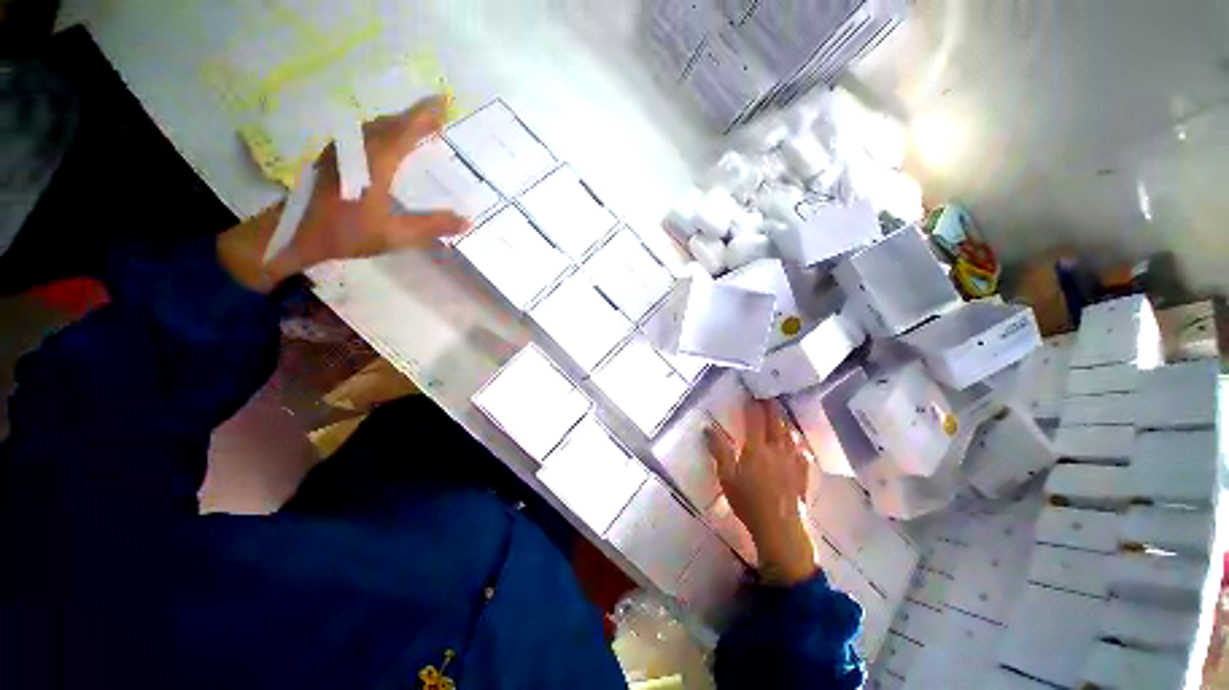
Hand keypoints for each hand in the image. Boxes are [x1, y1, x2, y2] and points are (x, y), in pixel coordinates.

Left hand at [219, 96, 469, 291]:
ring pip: (375, 127)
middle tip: (438, 115)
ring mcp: (342, 151)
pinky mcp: (333, 158)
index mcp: (374, 163)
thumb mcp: (395, 235)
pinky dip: (383, 132)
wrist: (293, 234)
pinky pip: (364, 135)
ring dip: (398, 123)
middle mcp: (357, 149)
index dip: (425, 116)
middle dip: (415, 117)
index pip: (404, 131)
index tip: (444, 102)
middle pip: (390, 124)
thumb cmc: (346, 233)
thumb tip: (467, 221)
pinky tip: (388, 143)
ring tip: (418, 127)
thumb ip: (432, 226)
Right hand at [706, 400, 816, 585]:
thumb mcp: (727, 476)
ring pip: (790, 434)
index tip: (752, 394)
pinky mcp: (802, 473)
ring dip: (784, 422)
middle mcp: (777, 449)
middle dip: (772, 408)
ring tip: (781, 415)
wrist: (779, 528)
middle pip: (776, 422)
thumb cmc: (748, 501)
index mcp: (757, 448)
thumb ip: (719, 450)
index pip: (756, 419)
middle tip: (768, 398)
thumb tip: (707, 428)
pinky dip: (797, 442)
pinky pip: (801, 451)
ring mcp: (792, 461)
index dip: (754, 405)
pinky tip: (797, 443)